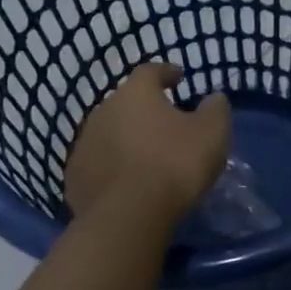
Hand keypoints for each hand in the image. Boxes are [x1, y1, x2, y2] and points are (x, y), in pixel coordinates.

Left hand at [63, 63, 230, 226]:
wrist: (127, 217)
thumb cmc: (174, 165)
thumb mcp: (212, 133)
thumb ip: (215, 109)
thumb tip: (214, 98)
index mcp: (136, 93)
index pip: (150, 72)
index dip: (166, 73)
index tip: (178, 78)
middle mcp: (104, 110)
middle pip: (127, 102)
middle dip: (145, 109)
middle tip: (165, 122)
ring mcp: (84, 144)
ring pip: (110, 132)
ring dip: (127, 138)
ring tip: (146, 155)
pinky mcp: (75, 177)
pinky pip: (99, 163)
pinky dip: (113, 166)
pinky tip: (127, 181)